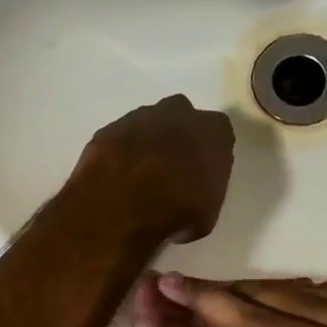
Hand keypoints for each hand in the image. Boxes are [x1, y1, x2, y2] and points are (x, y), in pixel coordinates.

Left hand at [73, 96, 235, 243]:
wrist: (124, 204)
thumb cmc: (178, 210)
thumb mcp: (207, 214)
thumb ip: (205, 192)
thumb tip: (192, 198)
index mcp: (212, 130)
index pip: (218, 134)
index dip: (209, 154)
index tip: (201, 174)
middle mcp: (179, 112)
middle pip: (182, 119)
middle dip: (177, 139)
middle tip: (170, 170)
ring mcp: (139, 116)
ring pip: (148, 125)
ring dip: (146, 145)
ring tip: (139, 177)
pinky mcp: (108, 129)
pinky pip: (119, 139)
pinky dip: (119, 154)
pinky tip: (116, 178)